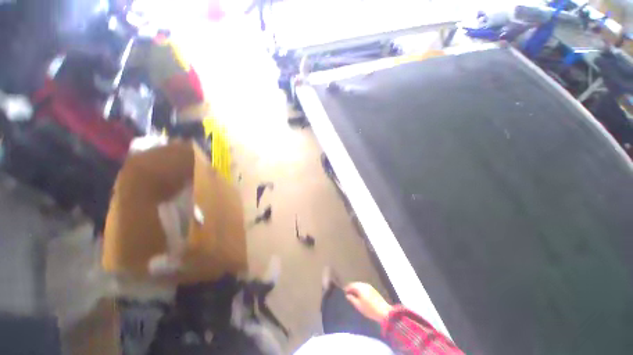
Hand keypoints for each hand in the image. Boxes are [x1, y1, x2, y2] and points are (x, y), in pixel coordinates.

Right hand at [344, 282, 392, 322]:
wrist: (384, 312)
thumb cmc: (369, 309)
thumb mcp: (358, 305)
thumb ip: (352, 299)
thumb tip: (347, 295)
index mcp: (359, 287)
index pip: (350, 285)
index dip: (346, 289)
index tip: (344, 293)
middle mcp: (364, 284)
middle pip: (355, 284)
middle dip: (351, 288)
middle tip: (348, 294)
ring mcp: (369, 286)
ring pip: (360, 285)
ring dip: (356, 289)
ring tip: (354, 295)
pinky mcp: (373, 289)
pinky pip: (364, 287)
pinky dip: (361, 290)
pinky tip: (360, 295)